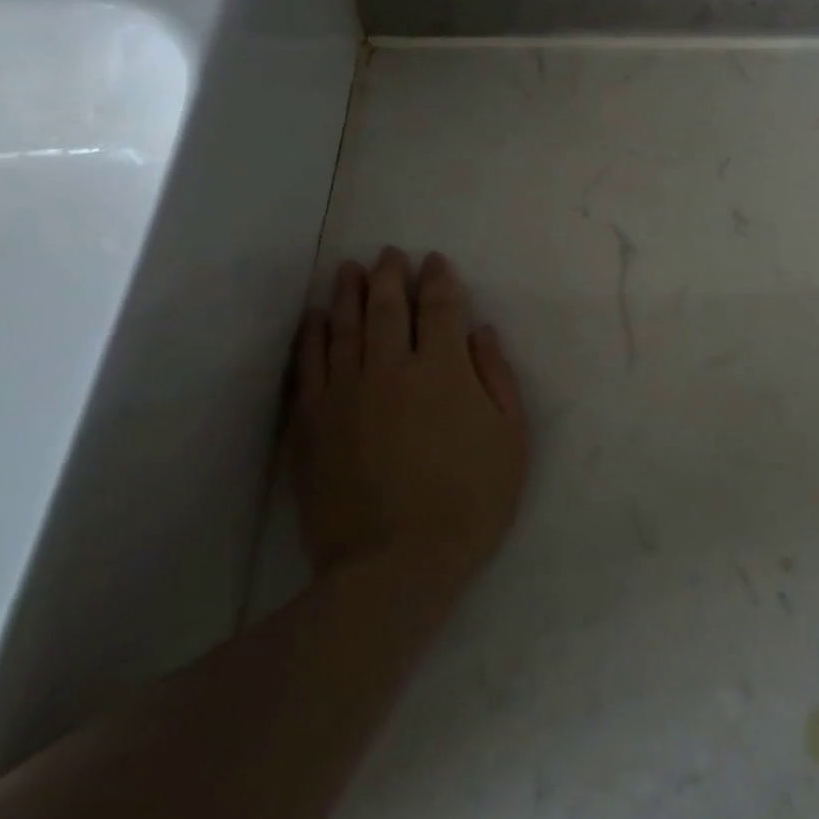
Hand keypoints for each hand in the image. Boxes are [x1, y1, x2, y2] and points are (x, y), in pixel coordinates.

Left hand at [282, 249, 528, 581]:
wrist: (395, 564)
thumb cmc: (469, 500)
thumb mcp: (510, 439)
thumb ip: (497, 378)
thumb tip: (481, 332)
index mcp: (444, 370)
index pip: (440, 308)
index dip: (439, 280)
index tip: (436, 261)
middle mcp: (391, 368)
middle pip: (388, 307)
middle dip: (391, 275)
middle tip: (390, 254)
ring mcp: (345, 393)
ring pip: (345, 327)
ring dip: (349, 293)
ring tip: (350, 270)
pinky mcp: (312, 422)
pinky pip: (308, 365)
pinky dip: (312, 336)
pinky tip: (315, 318)